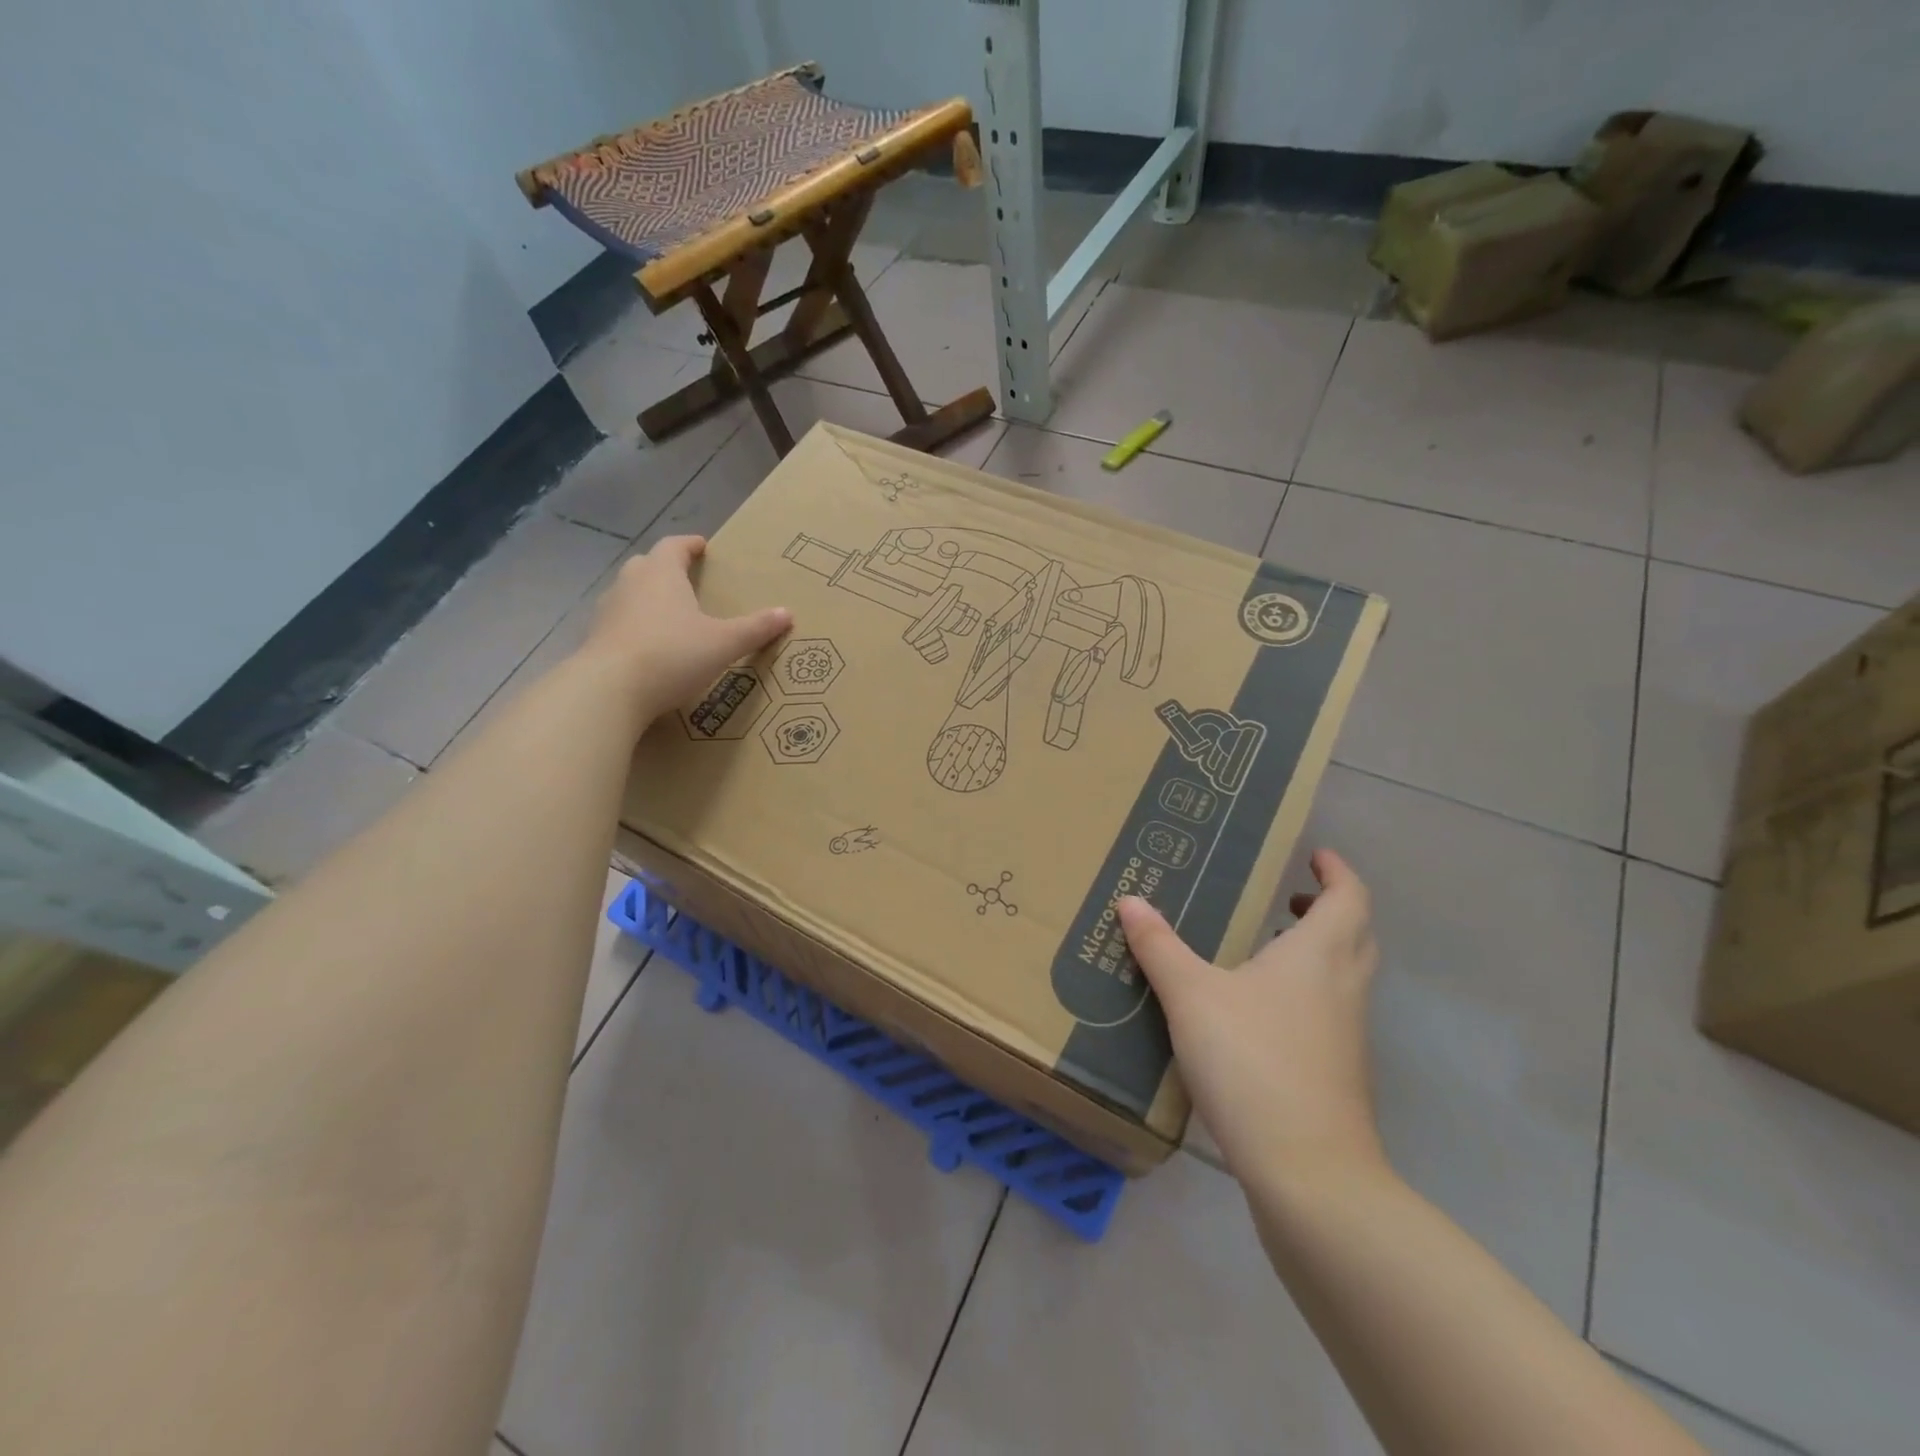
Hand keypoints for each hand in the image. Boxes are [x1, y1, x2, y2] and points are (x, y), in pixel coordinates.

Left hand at [580, 535, 791, 719]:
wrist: (609, 690)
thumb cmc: (672, 655)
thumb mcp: (723, 643)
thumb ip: (755, 628)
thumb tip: (787, 613)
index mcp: (662, 574)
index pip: (674, 546)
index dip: (690, 545)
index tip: (702, 547)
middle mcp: (631, 584)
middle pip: (648, 565)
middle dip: (667, 568)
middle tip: (687, 579)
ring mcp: (607, 611)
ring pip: (630, 593)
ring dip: (648, 597)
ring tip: (670, 614)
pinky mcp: (595, 639)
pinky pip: (619, 622)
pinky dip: (635, 626)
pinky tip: (649, 645)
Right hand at [1119, 850, 1383, 1188]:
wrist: (1308, 1172)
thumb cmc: (1252, 1061)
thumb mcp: (1190, 996)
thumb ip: (1159, 947)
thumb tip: (1130, 901)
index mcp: (1320, 955)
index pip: (1350, 896)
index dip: (1337, 871)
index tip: (1314, 856)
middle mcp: (1344, 987)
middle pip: (1356, 934)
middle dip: (1329, 909)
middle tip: (1288, 901)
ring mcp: (1349, 1035)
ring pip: (1346, 976)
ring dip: (1319, 953)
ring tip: (1268, 950)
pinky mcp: (1340, 1074)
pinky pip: (1332, 1013)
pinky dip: (1308, 994)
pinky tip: (1261, 1014)